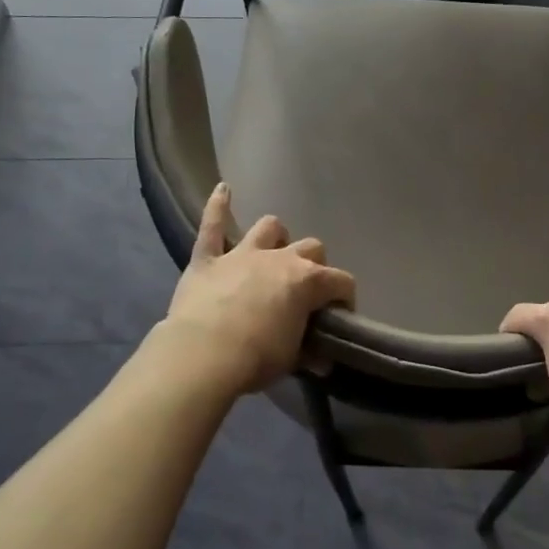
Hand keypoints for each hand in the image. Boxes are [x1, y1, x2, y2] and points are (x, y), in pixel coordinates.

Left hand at [161, 184, 355, 396]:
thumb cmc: (256, 358)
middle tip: (305, 290)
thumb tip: (322, 359)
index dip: (345, 298)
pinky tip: (222, 189)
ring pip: (269, 227)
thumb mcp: (291, 359)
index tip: (339, 317)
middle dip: (314, 264)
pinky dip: (217, 206)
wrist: (203, 355)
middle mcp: (281, 258)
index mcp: (308, 281)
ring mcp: (243, 254)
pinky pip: (212, 225)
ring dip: (275, 238)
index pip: (341, 282)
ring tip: (273, 252)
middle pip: (311, 247)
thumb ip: (309, 352)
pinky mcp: (208, 259)